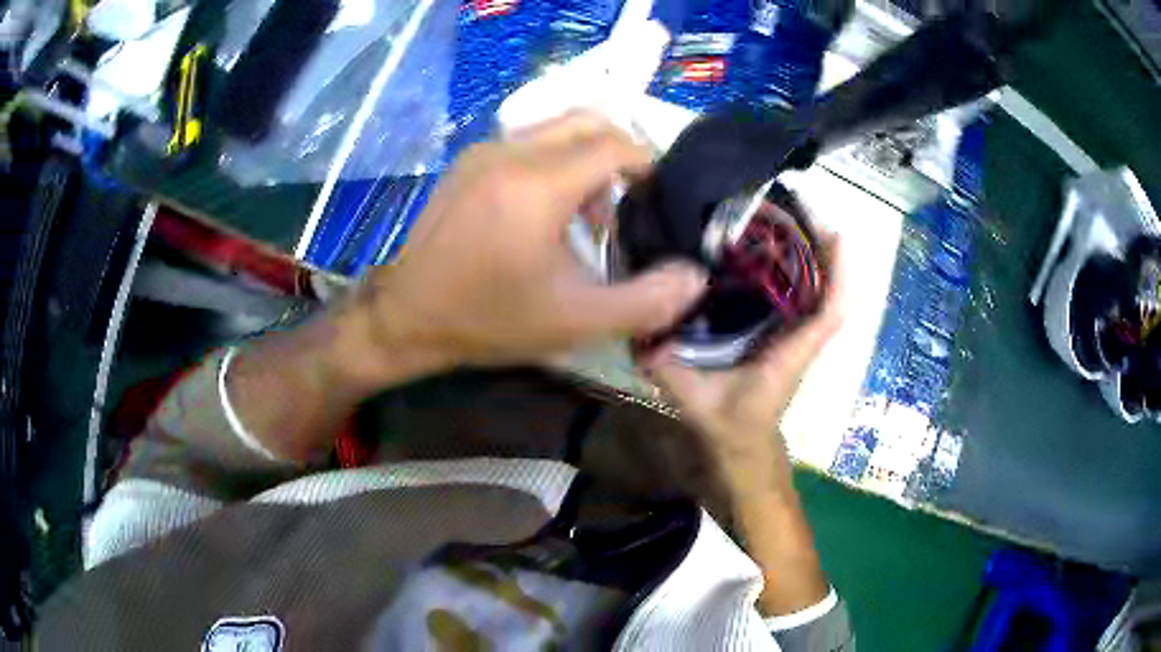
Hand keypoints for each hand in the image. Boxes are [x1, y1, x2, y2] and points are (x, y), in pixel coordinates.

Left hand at [354, 111, 707, 378]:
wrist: (408, 316)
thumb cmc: (490, 320)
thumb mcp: (576, 322)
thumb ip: (646, 301)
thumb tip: (696, 278)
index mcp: (538, 185)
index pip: (615, 145)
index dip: (648, 166)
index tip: (659, 199)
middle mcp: (510, 152)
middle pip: (588, 121)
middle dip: (621, 154)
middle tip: (631, 201)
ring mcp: (483, 151)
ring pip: (557, 128)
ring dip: (587, 158)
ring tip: (591, 215)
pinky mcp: (468, 161)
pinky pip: (527, 141)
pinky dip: (554, 160)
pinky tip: (548, 210)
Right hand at [641, 236, 845, 497]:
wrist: (741, 446)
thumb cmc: (729, 425)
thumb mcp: (695, 401)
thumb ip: (670, 373)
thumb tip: (642, 337)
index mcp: (789, 355)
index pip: (829, 313)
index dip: (838, 273)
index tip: (833, 232)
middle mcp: (799, 340)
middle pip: (827, 289)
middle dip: (822, 248)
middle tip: (796, 209)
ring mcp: (795, 335)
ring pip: (815, 291)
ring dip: (811, 255)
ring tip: (784, 220)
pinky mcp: (784, 333)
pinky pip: (798, 297)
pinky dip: (795, 270)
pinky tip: (769, 250)